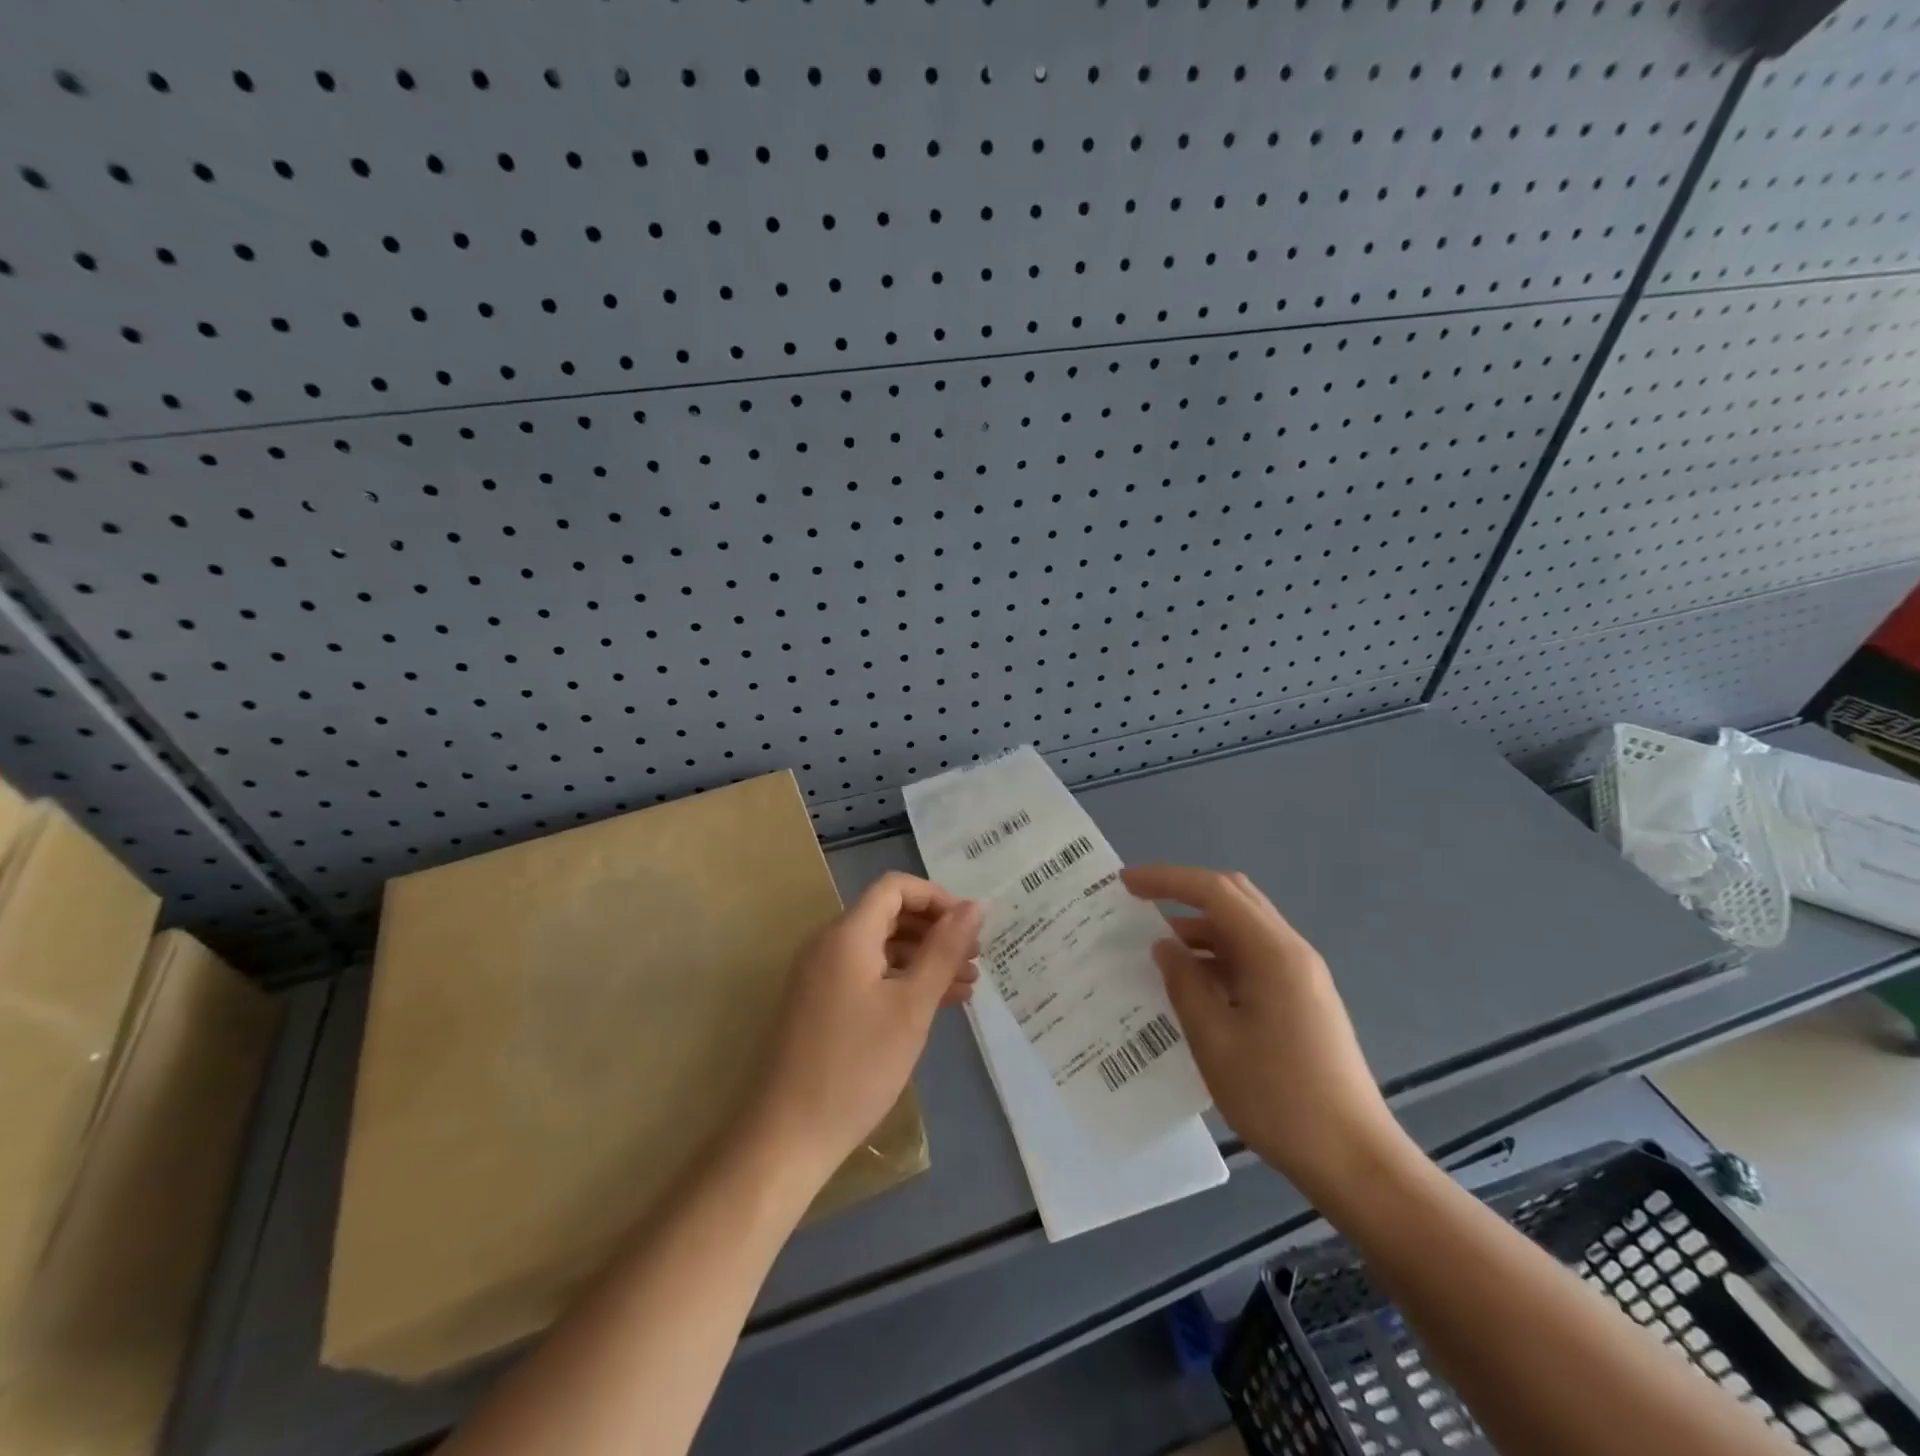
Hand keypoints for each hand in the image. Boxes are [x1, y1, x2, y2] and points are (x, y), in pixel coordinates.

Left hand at [744, 873, 980, 1190]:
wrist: (788, 1135)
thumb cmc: (857, 1065)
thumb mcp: (911, 1005)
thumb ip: (944, 950)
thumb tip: (975, 906)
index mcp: (847, 934)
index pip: (895, 888)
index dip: (937, 898)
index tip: (971, 928)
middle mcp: (829, 944)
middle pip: (889, 916)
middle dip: (935, 931)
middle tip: (975, 958)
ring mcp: (821, 976)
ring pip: (881, 948)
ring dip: (924, 959)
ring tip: (966, 986)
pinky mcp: (820, 1004)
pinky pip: (867, 975)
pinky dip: (901, 981)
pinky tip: (934, 1005)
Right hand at [1122, 865, 1411, 1202]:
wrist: (1354, 1161)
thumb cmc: (1278, 1098)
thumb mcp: (1215, 1040)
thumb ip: (1185, 984)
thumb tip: (1164, 946)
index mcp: (1273, 953)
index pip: (1215, 891)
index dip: (1167, 880)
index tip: (1125, 884)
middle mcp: (1291, 952)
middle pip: (1234, 899)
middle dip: (1184, 894)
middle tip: (1139, 904)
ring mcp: (1301, 976)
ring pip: (1243, 930)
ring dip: (1200, 929)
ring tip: (1155, 950)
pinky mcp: (1302, 1000)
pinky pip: (1252, 959)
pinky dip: (1217, 957)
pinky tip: (1190, 985)